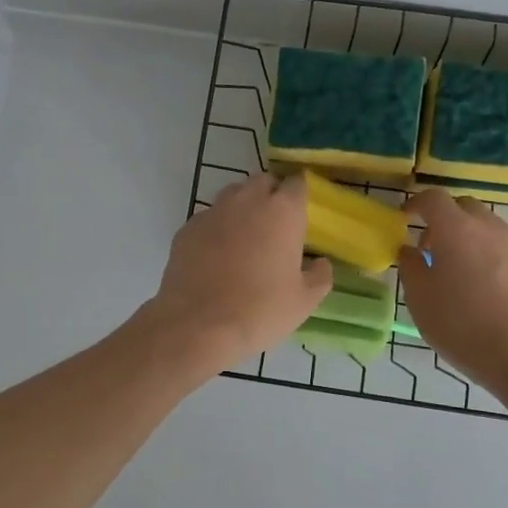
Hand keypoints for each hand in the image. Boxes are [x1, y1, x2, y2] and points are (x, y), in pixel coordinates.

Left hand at [146, 175, 333, 372]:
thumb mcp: (304, 301)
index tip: (301, 212)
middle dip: (271, 195)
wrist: (198, 325)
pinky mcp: (187, 229)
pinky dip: (216, 229)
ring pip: (232, 196)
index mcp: (282, 211)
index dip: (299, 195)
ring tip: (245, 238)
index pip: (296, 183)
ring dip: (242, 208)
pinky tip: (216, 255)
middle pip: (263, 182)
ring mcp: (212, 212)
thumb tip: (321, 263)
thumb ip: (320, 275)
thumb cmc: (260, 310)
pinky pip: (208, 218)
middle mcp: (246, 201)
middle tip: (275, 225)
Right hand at [398, 189, 507, 390]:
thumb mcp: (419, 297)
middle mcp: (487, 228)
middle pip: (464, 207)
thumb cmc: (458, 322)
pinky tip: (479, 287)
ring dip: (467, 237)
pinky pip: (502, 249)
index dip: (416, 204)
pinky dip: (486, 255)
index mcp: (456, 229)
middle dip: (444, 218)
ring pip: (486, 227)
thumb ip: (411, 266)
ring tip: (455, 268)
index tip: (404, 218)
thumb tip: (409, 250)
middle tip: (429, 246)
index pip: (433, 198)